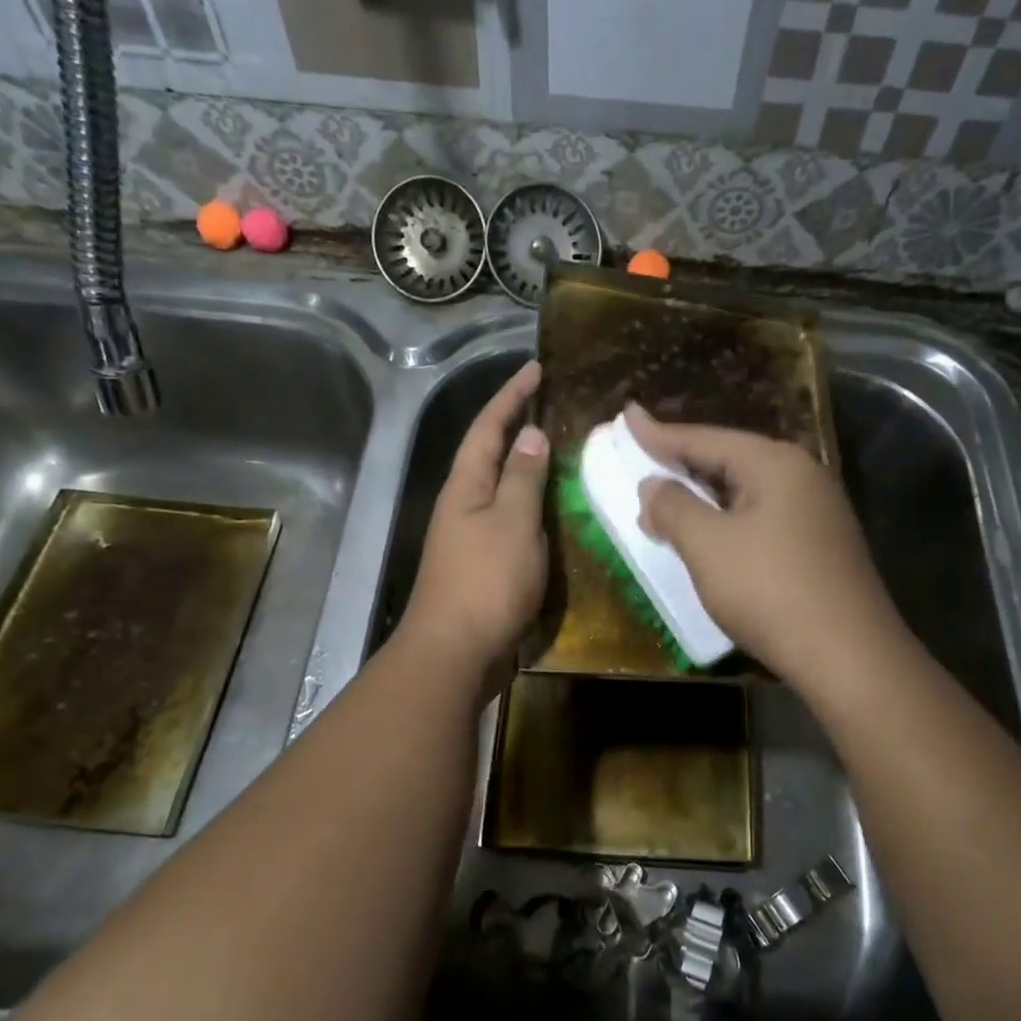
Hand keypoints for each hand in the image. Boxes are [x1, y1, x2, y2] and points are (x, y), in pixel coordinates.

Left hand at [400, 361, 548, 693]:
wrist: (456, 652)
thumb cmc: (485, 581)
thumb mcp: (511, 522)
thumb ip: (522, 477)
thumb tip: (531, 436)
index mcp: (465, 486)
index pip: (488, 427)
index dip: (511, 395)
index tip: (536, 368)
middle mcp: (463, 505)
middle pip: (491, 455)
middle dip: (518, 428)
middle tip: (555, 408)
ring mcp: (471, 537)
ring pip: (503, 490)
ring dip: (528, 469)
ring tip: (564, 453)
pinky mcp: (484, 565)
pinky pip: (512, 522)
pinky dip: (533, 509)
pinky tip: (556, 513)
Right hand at [626, 404, 901, 689]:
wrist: (848, 656)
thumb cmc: (770, 590)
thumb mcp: (708, 546)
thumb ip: (674, 508)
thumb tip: (653, 486)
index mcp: (775, 463)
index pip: (704, 439)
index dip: (658, 433)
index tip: (626, 416)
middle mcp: (801, 476)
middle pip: (728, 460)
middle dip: (681, 464)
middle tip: (641, 459)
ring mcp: (816, 511)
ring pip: (745, 492)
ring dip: (702, 498)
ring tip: (665, 500)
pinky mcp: (820, 545)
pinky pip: (761, 518)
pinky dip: (726, 521)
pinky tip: (709, 537)